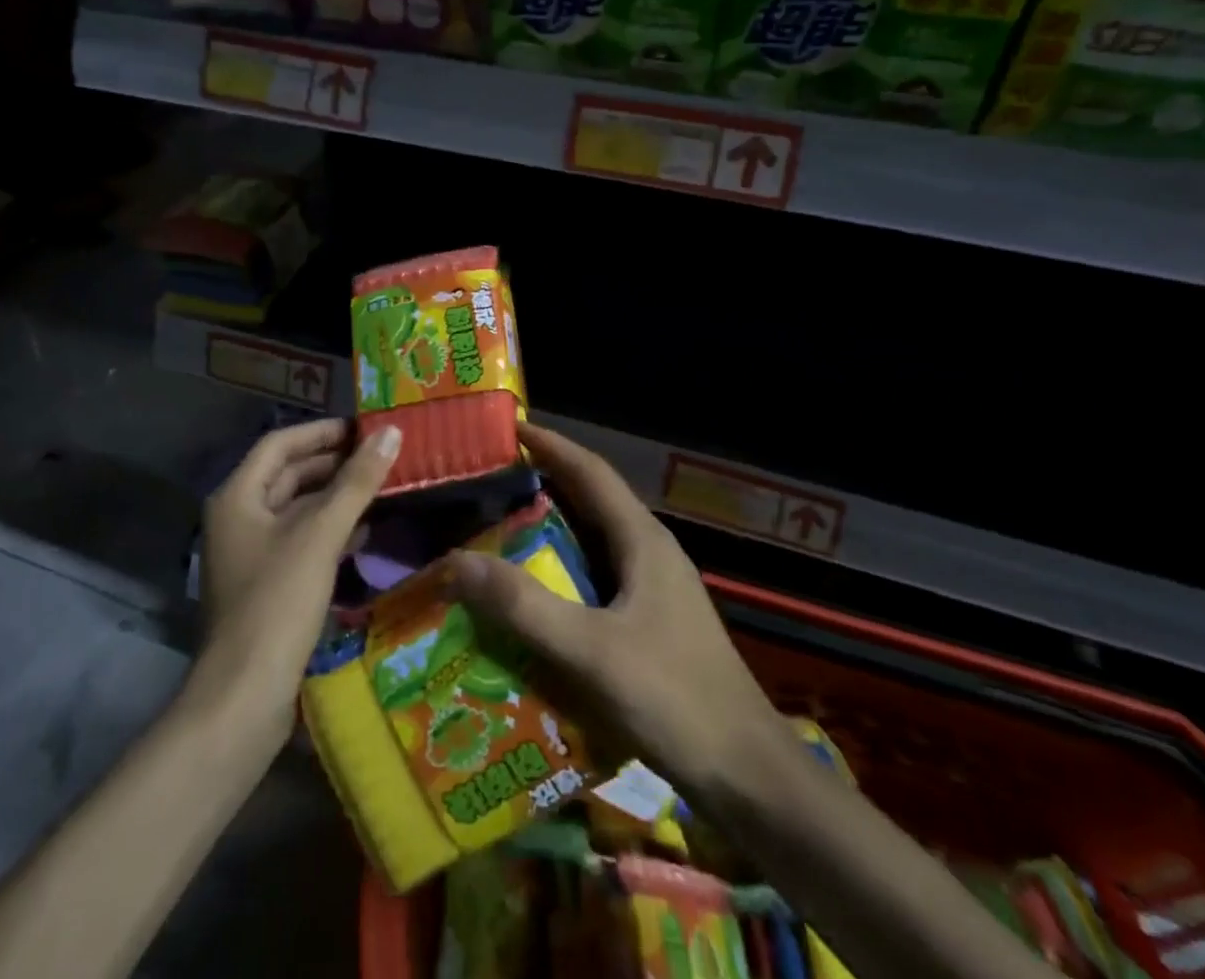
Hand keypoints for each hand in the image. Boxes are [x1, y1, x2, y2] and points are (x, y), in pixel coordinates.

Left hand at [191, 419, 401, 749]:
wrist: (244, 696)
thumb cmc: (278, 602)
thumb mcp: (321, 534)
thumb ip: (357, 482)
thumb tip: (391, 432)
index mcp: (238, 497)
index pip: (280, 444)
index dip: (321, 432)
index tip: (363, 428)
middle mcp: (238, 518)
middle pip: (288, 475)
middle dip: (333, 464)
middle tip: (380, 457)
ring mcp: (250, 555)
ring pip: (297, 510)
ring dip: (336, 498)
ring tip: (381, 489)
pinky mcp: (267, 586)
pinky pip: (301, 542)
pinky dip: (331, 532)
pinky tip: (365, 535)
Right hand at [444, 423, 796, 802]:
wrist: (749, 777)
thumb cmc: (674, 699)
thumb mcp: (591, 650)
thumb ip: (524, 606)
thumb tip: (455, 560)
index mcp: (642, 540)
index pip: (590, 471)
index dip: (551, 445)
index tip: (509, 426)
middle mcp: (649, 553)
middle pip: (591, 500)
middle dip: (544, 481)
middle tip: (489, 478)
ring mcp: (654, 589)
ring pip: (593, 541)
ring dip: (551, 527)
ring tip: (498, 527)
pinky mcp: (652, 623)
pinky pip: (596, 578)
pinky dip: (561, 571)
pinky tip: (534, 594)